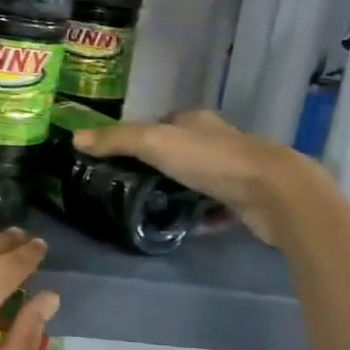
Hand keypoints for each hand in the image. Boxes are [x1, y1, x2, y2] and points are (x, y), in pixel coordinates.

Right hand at [72, 110, 337, 250]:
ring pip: (200, 178)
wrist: (274, 193)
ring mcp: (236, 171)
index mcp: (197, 121)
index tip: (119, 154)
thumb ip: (116, 140)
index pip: (164, 121)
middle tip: (129, 185)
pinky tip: (188, 228)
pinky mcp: (247, 200)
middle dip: (160, 164)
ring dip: (181, 190)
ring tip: (152, 208)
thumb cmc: (211, 160)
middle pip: (182, 149)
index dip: (142, 134)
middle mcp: (218, 140)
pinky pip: (218, 207)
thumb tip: (75, 138)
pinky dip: (203, 216)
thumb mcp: (155, 144)